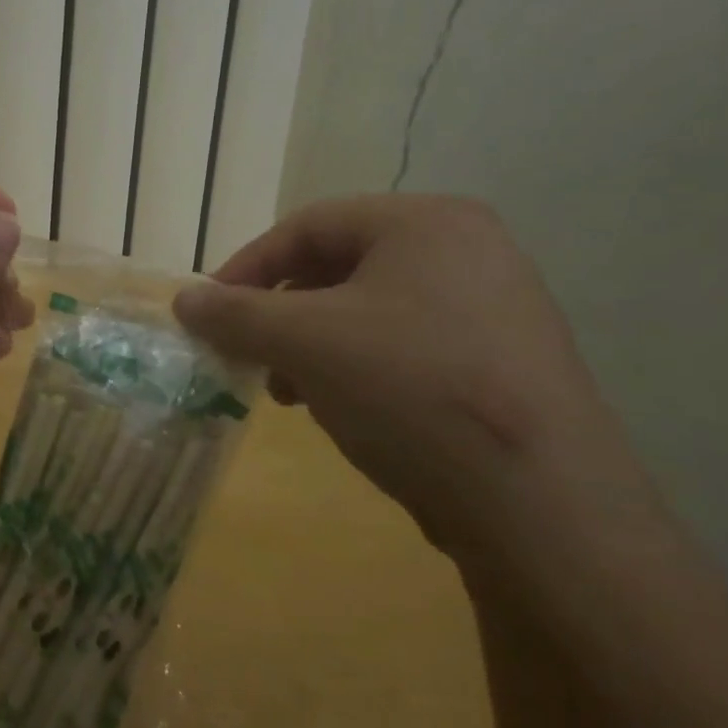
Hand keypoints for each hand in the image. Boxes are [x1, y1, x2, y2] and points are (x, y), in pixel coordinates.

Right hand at [173, 195, 641, 550]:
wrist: (543, 505)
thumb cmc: (410, 389)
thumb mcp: (304, 342)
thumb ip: (235, 314)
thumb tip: (184, 301)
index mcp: (426, 222)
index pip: (308, 226)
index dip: (246, 267)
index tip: (208, 312)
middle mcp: (469, 250)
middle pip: (339, 268)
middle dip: (281, 314)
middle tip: (251, 356)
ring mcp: (496, 308)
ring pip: (371, 311)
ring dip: (314, 345)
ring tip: (292, 392)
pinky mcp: (506, 363)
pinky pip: (408, 346)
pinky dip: (360, 368)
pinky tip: (345, 410)